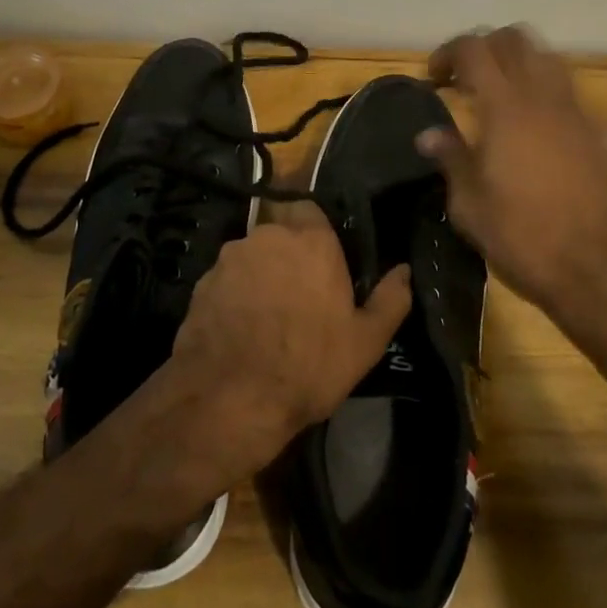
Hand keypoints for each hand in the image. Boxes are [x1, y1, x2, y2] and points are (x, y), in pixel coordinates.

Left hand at [169, 203, 411, 482]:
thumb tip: (404, 270)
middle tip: (299, 293)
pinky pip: (226, 279)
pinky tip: (240, 328)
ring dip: (260, 273)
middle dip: (288, 254)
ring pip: (251, 255)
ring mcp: (230, 257)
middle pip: (279, 233)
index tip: (323, 261)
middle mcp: (268, 236)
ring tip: (267, 315)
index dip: (316, 232)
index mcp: (311, 241)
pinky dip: (234, 294)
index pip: (311, 209)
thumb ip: (390, 299)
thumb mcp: (365, 342)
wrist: (231, 397)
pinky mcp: (201, 282)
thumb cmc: (309, 365)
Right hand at [421, 25, 606, 324]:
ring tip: (496, 97)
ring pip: (546, 57)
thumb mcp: (470, 205)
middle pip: (515, 39)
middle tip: (464, 81)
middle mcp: (543, 98)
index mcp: (506, 109)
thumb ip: (451, 158)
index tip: (434, 79)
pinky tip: (529, 128)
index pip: (474, 49)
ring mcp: (575, 112)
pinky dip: (541, 90)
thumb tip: (429, 134)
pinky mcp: (596, 133)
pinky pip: (565, 89)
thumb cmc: (523, 239)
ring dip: (517, 63)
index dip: (449, 53)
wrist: (599, 271)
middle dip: (484, 49)